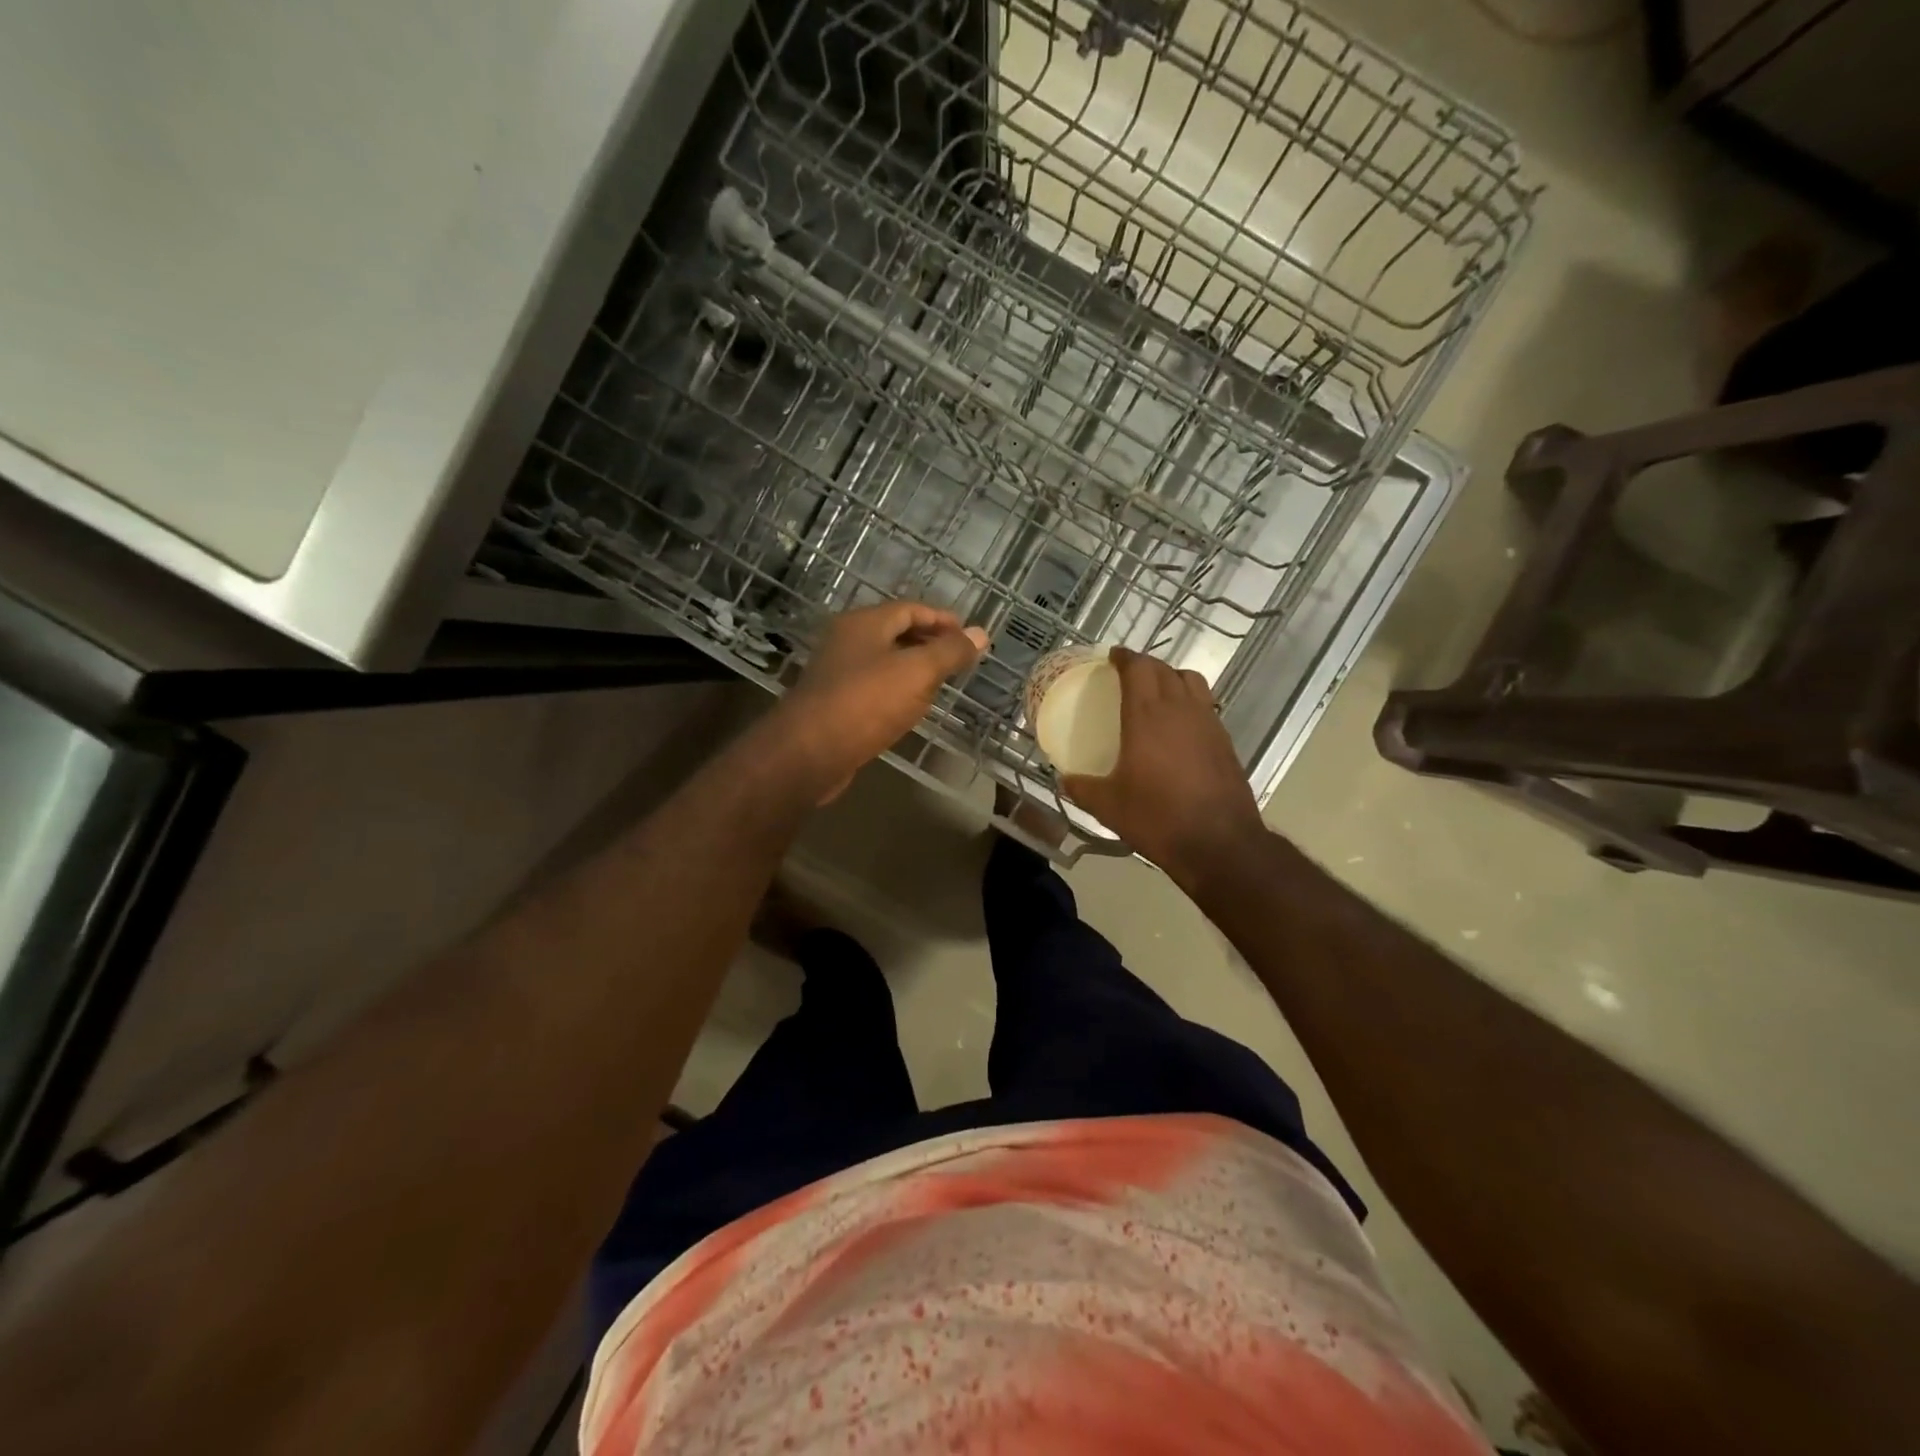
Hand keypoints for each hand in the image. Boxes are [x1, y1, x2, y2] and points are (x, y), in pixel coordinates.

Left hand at [764, 602, 987, 802]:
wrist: (809, 752)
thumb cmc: (866, 702)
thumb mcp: (917, 672)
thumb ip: (950, 652)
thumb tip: (981, 633)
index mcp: (864, 623)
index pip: (910, 609)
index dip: (942, 619)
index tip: (969, 636)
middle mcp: (847, 641)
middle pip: (895, 632)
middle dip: (929, 642)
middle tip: (959, 659)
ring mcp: (837, 673)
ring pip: (884, 662)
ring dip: (913, 668)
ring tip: (942, 684)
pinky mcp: (834, 704)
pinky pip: (873, 688)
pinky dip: (896, 691)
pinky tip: (910, 709)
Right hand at [1061, 647, 1267, 885]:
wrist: (1219, 842)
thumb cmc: (1157, 817)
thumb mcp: (1108, 806)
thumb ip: (1082, 788)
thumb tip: (1064, 780)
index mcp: (1147, 715)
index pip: (1138, 668)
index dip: (1125, 657)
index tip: (1112, 657)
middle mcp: (1180, 709)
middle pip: (1165, 669)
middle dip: (1145, 666)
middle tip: (1128, 675)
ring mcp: (1208, 722)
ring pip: (1192, 682)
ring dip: (1172, 678)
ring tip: (1157, 693)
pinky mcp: (1225, 741)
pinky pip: (1206, 706)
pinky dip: (1190, 703)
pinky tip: (1180, 727)